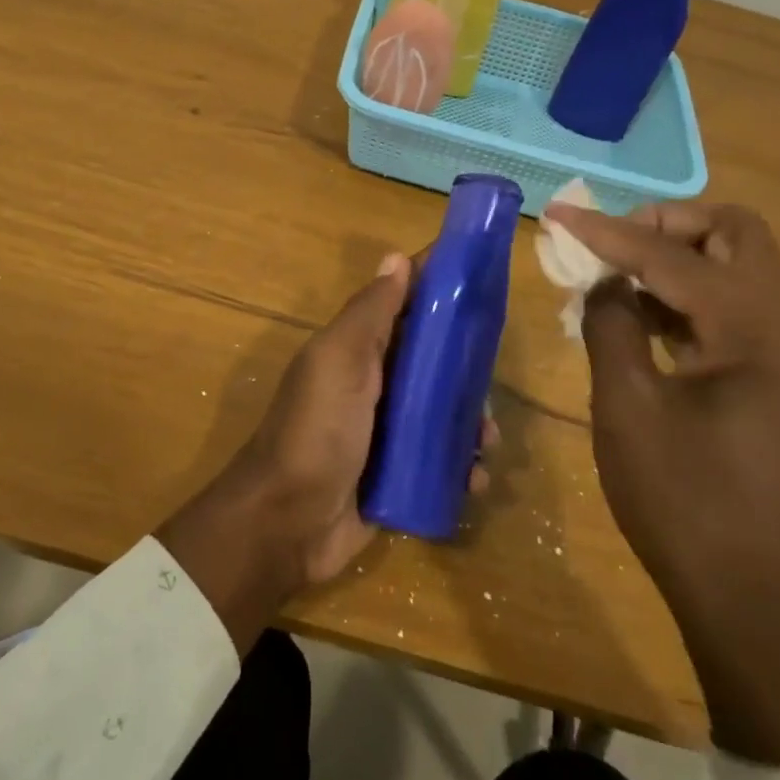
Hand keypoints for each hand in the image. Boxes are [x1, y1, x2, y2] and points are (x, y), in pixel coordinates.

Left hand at [160, 252, 498, 652]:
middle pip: (434, 361)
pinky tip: (474, 478)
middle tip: (492, 379)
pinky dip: (462, 467)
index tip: (482, 277)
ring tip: (487, 439)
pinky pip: (442, 463)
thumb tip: (396, 257)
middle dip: (467, 367)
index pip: (406, 305)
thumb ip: (370, 312)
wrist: (287, 522)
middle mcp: (376, 385)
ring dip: (472, 422)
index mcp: (360, 350)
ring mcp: (389, 432)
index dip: (439, 288)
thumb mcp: (340, 359)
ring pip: (445, 413)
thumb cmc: (317, 429)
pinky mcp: (401, 476)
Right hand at [543, 200, 779, 764]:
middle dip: (665, 225)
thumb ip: (611, 324)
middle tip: (609, 245)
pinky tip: (643, 317)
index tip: (558, 214)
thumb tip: (603, 280)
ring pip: (740, 266)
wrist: (756, 603)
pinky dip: (691, 295)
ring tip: (615, 278)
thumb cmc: (685, 505)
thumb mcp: (627, 407)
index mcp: (759, 332)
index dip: (609, 231)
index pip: (675, 255)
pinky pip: (739, 306)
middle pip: (735, 234)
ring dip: (677, 257)